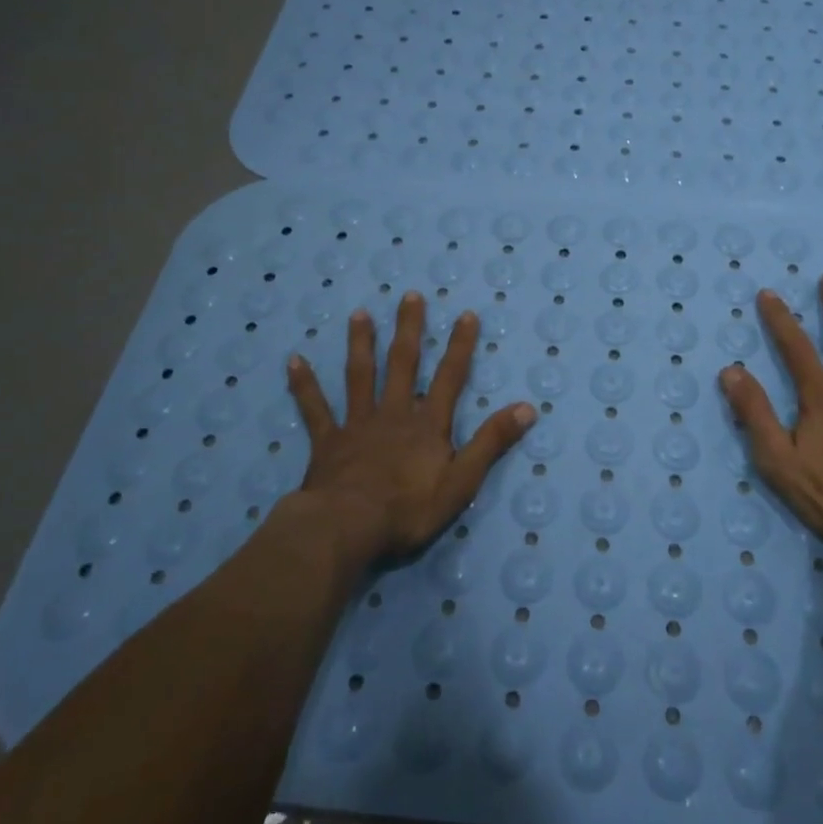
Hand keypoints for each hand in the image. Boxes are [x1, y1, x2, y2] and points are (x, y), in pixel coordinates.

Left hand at [286, 292, 535, 563]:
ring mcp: (357, 424)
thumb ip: (492, 442)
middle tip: (410, 296)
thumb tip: (527, 408)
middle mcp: (393, 413)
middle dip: (409, 329)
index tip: (465, 314)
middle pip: (403, 364)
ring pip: (360, 376)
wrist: (348, 528)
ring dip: (361, 344)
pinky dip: (304, 385)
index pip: (449, 377)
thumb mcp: (462, 481)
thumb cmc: (408, 509)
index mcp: (427, 424)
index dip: (460, 346)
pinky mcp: (328, 442)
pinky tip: (294, 361)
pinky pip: (314, 409)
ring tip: (360, 314)